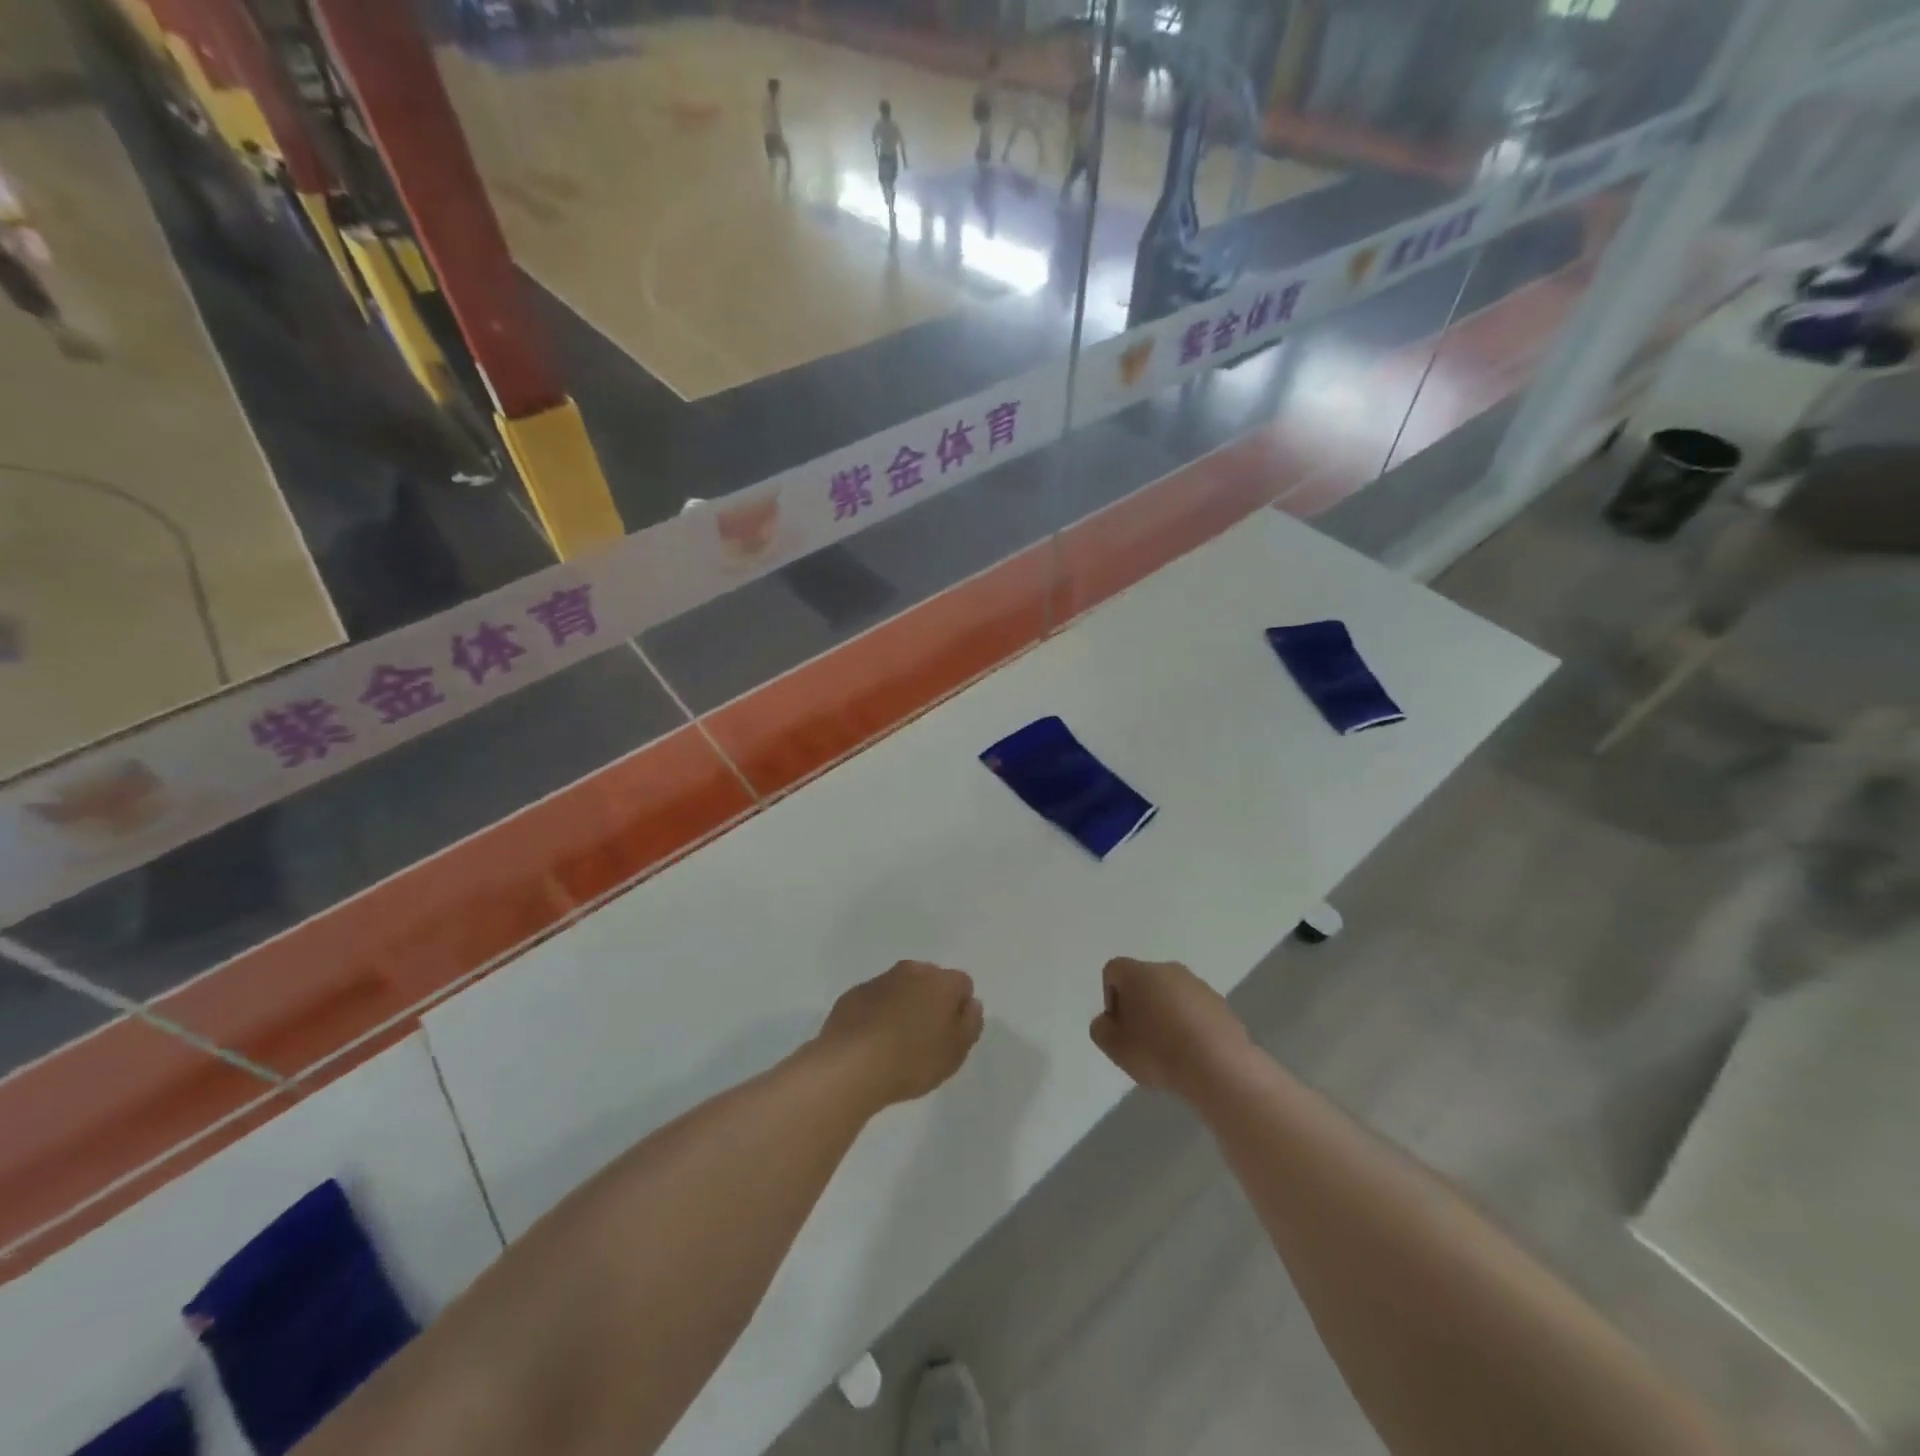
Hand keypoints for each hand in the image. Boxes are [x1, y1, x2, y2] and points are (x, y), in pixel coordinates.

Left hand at [817, 961, 982, 1110]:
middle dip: (931, 1002)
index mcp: (941, 981)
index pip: (962, 984)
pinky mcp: (853, 994)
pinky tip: (872, 1043)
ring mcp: (879, 980)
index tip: (951, 1035)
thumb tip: (969, 1004)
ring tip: (896, 1045)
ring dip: (903, 1007)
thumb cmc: (912, 1060)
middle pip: (930, 981)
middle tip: (926, 1039)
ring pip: (900, 988)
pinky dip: (877, 1015)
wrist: (850, 1066)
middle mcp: (911, 971)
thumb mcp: (955, 1052)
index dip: (960, 1009)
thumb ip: (970, 1024)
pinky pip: (874, 1001)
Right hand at [1089, 957, 1250, 1098]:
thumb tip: (1109, 1021)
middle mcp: (1168, 970)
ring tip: (1169, 1051)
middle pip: (1143, 982)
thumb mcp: (1115, 1048)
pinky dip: (1188, 1025)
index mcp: (1139, 973)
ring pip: (1170, 995)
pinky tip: (1192, 1053)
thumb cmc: (1159, 1053)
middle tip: (1140, 1040)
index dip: (1110, 998)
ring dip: (1164, 1016)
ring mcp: (1198, 985)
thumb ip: (1101, 1029)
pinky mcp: (1221, 1004)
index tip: (1120, 1027)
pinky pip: (1194, 1010)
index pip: (1113, 971)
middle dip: (1138, 1006)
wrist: (1221, 1069)